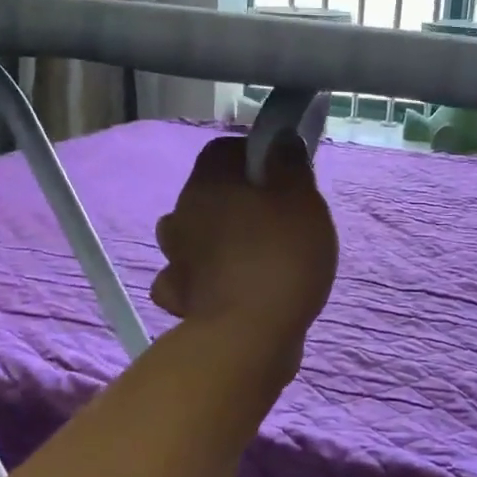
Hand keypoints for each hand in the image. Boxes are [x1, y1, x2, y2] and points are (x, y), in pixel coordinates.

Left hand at [151, 134, 338, 366]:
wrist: (249, 335)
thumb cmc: (280, 255)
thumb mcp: (301, 200)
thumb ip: (289, 165)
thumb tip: (279, 142)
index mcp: (208, 182)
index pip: (223, 150)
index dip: (252, 156)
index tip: (281, 175)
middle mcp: (182, 214)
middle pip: (206, 193)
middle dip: (235, 201)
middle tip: (275, 219)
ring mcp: (175, 258)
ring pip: (190, 236)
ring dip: (213, 240)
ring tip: (248, 255)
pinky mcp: (180, 298)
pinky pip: (187, 279)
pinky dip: (202, 280)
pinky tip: (225, 288)